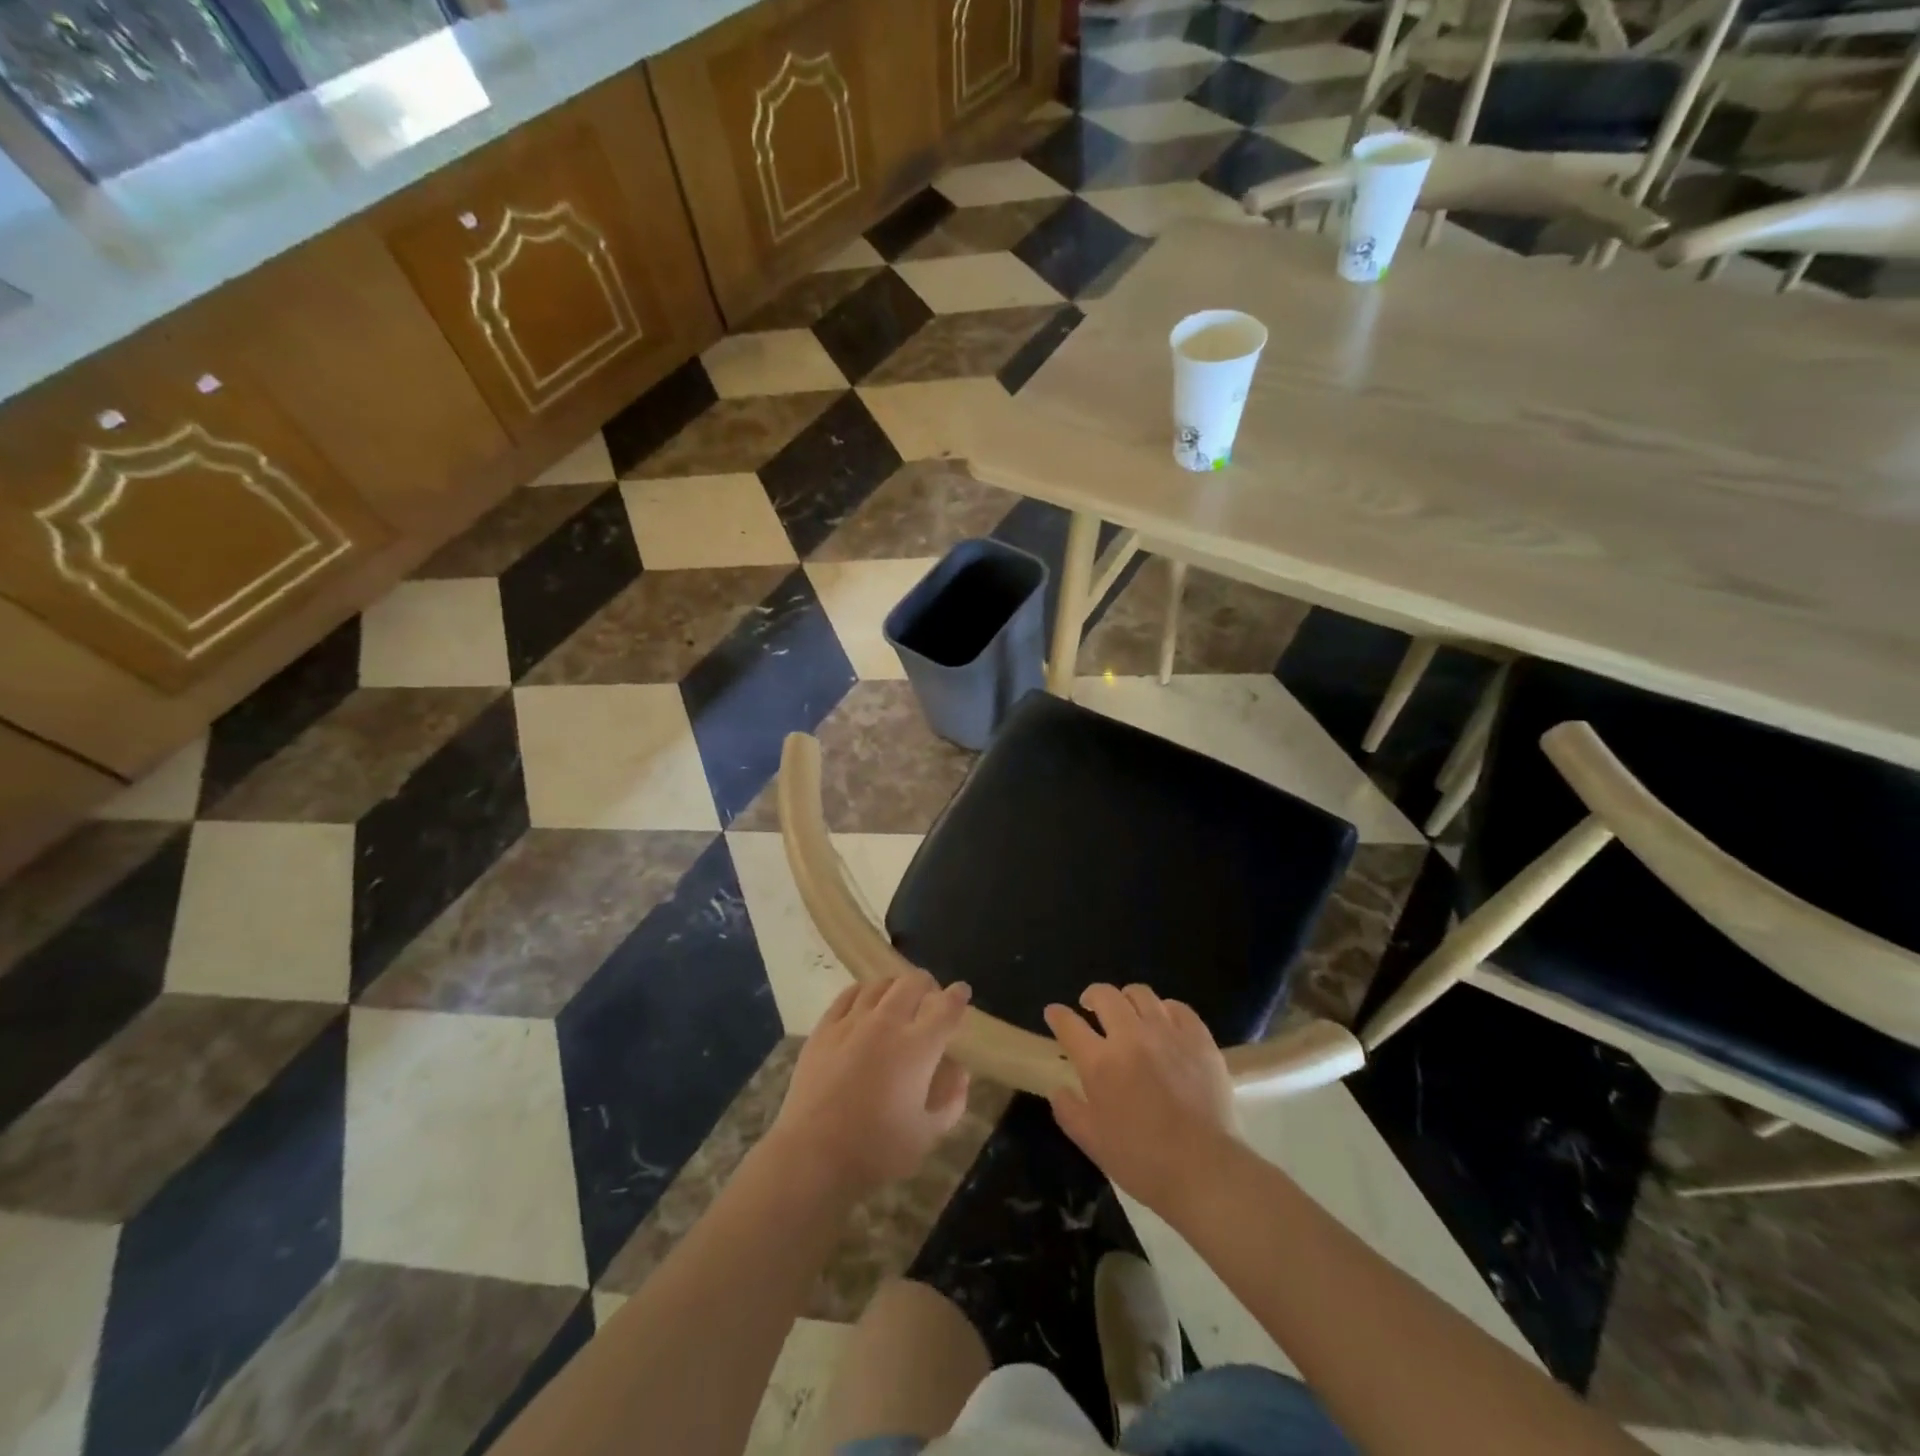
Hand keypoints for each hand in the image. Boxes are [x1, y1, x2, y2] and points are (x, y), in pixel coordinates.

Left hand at [770, 972, 972, 1195]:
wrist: (813, 1155)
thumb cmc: (876, 1150)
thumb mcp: (927, 1134)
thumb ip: (951, 1100)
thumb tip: (960, 1071)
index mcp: (917, 1047)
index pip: (946, 1007)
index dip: (958, 996)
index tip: (962, 992)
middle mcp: (887, 1023)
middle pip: (913, 984)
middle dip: (928, 986)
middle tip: (930, 1001)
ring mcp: (852, 1022)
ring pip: (881, 984)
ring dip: (896, 987)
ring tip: (898, 1001)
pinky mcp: (824, 1028)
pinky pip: (848, 994)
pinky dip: (864, 992)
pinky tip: (865, 1002)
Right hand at [1045, 984, 1239, 1212]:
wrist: (1204, 1170)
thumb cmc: (1142, 1161)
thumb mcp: (1092, 1142)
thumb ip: (1068, 1111)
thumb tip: (1058, 1089)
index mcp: (1100, 1063)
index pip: (1069, 1024)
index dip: (1057, 1015)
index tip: (1054, 1013)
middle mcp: (1130, 1037)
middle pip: (1105, 995)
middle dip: (1092, 996)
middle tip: (1091, 1008)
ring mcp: (1167, 1034)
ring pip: (1141, 994)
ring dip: (1127, 999)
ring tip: (1129, 1013)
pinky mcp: (1198, 1038)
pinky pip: (1177, 1008)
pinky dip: (1164, 1010)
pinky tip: (1164, 1023)